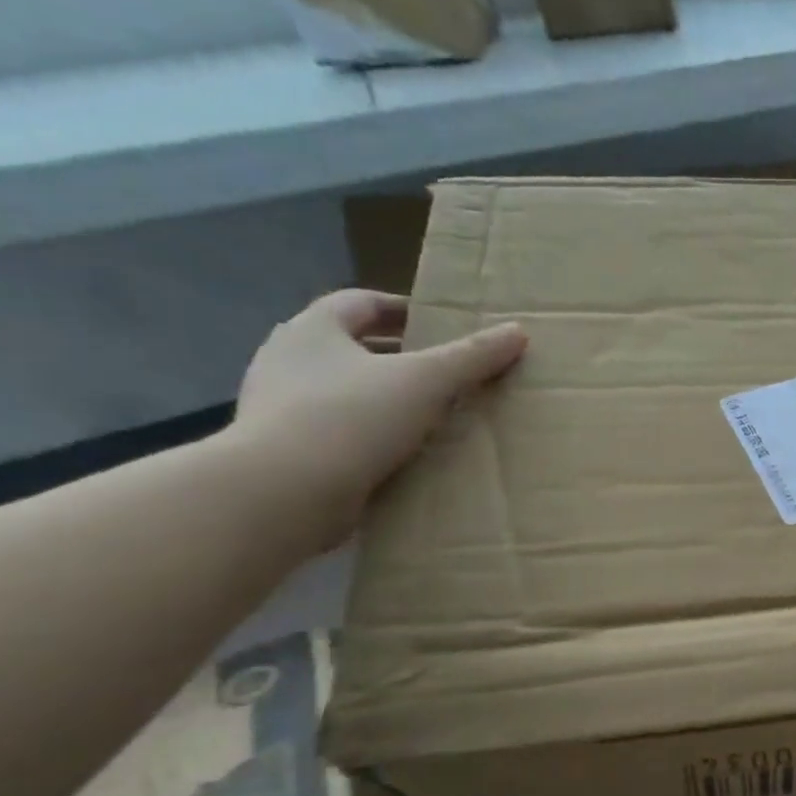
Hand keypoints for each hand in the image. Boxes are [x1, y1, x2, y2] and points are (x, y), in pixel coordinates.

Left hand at [233, 290, 526, 541]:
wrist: (282, 492)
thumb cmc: (352, 418)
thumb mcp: (427, 381)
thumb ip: (473, 356)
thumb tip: (518, 331)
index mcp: (314, 330)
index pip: (360, 303)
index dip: (401, 308)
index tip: (436, 323)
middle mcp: (286, 359)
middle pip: (347, 345)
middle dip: (392, 354)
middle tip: (437, 369)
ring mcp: (277, 406)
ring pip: (339, 389)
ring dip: (379, 396)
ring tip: (424, 413)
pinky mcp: (281, 449)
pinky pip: (334, 429)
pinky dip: (366, 433)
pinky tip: (397, 452)